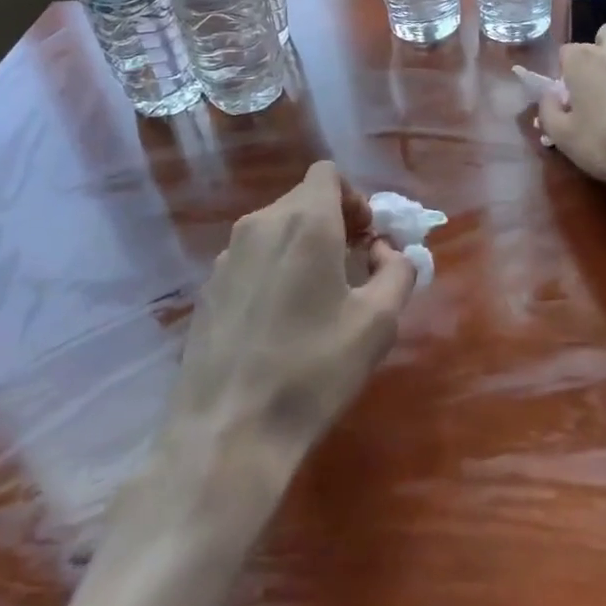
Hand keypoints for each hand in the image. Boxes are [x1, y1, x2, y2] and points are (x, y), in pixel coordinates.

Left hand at [168, 162, 417, 479]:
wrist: (228, 431)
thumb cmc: (314, 369)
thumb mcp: (378, 322)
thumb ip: (397, 271)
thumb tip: (385, 252)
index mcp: (304, 222)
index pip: (327, 173)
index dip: (355, 198)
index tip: (367, 238)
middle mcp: (259, 225)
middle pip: (303, 199)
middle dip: (334, 222)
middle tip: (354, 268)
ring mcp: (226, 256)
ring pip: (275, 229)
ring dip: (304, 246)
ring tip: (318, 298)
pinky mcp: (207, 288)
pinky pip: (251, 258)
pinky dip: (274, 269)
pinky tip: (280, 321)